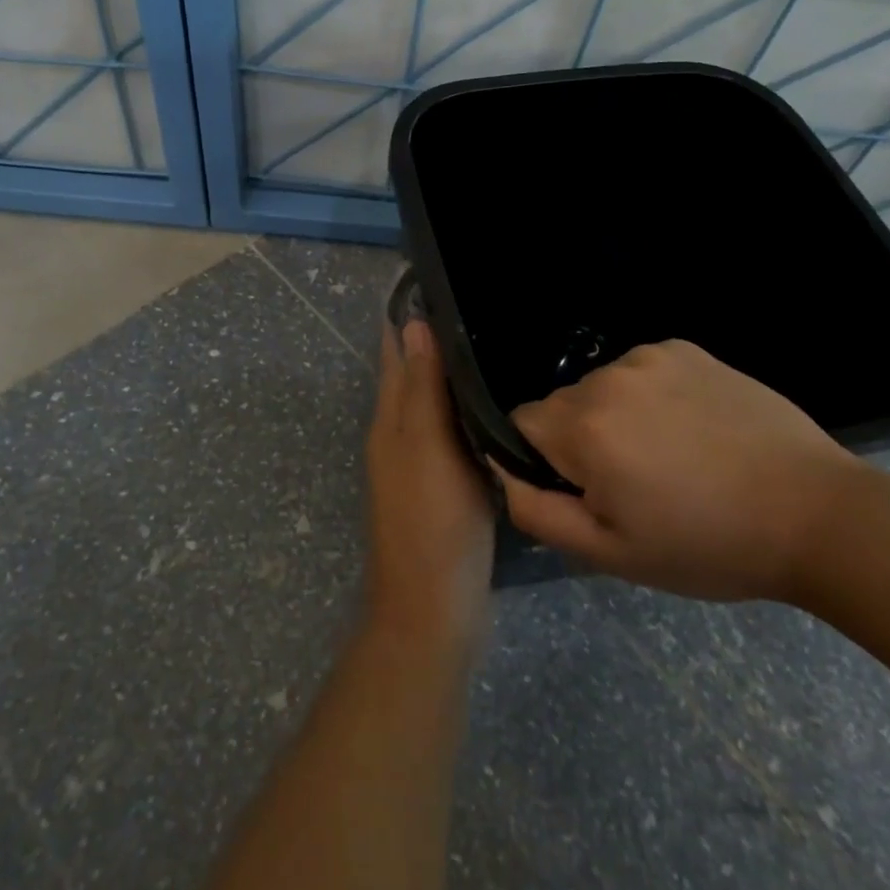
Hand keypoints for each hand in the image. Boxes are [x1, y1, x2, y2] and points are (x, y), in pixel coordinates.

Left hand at [364, 318, 494, 645]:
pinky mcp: (443, 487)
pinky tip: (499, 406)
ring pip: (433, 404)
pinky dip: (467, 411)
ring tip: (495, 344)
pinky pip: (452, 433)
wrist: (433, 609)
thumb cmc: (432, 522)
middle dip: (433, 339)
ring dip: (452, 374)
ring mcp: (420, 464)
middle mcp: (399, 436)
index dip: (409, 317)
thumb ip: (420, 389)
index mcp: (390, 421)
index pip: (395, 352)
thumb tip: (412, 323)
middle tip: (480, 305)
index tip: (438, 279)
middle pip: (412, 375)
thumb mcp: (427, 448)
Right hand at [495, 340, 862, 601]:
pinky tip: (693, 428)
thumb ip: (536, 511)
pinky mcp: (685, 348)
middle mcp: (607, 378)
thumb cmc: (707, 544)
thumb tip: (501, 471)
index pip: (519, 424)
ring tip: (671, 456)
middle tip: (635, 484)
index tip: (586, 491)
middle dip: (580, 441)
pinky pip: (641, 370)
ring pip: (601, 388)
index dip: (542, 462)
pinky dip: (651, 396)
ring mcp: (649, 357)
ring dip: (615, 417)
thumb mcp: (611, 553)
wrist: (816, 515)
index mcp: (583, 427)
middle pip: (562, 406)